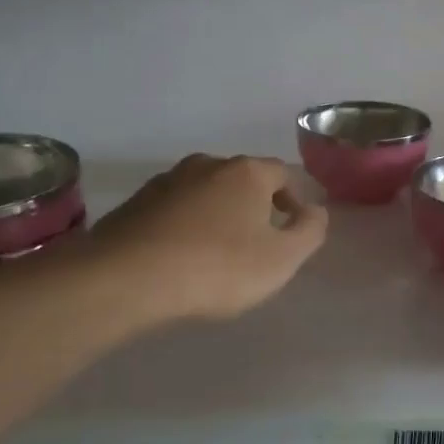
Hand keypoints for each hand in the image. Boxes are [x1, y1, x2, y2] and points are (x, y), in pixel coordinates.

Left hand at [89, 154, 327, 322]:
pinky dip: (185, 226)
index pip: (283, 173)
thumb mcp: (281, 259)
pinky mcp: (134, 204)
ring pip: (204, 192)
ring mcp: (166, 181)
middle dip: (254, 204)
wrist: (127, 278)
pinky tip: (181, 256)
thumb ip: (309, 231)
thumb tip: (316, 210)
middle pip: (242, 179)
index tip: (295, 226)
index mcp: (246, 172)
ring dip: (217, 214)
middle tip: (258, 240)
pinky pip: (173, 210)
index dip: (295, 197)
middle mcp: (206, 165)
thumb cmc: (217, 267)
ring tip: (218, 251)